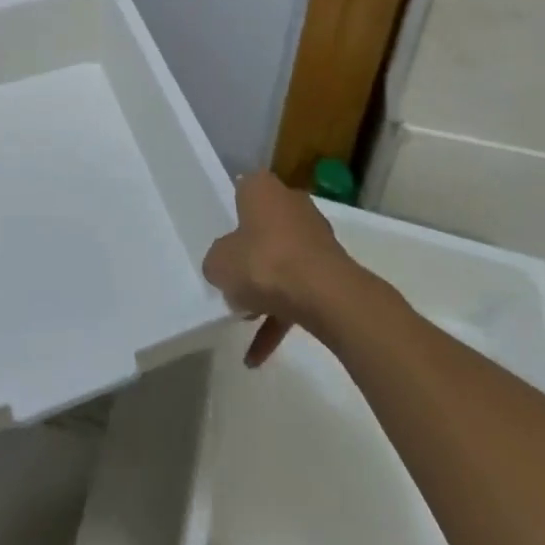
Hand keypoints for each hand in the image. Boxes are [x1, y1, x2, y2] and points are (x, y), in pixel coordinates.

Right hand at [202, 171, 357, 367]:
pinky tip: (260, 356)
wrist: (324, 293)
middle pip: (262, 226)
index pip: (242, 190)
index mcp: (262, 188)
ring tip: (246, 322)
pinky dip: (281, 315)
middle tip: (233, 280)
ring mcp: (313, 235)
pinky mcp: (328, 266)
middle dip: (250, 255)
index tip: (223, 238)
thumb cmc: (264, 262)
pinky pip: (298, 288)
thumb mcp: (220, 263)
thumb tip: (224, 266)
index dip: (232, 212)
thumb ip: (216, 261)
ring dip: (265, 290)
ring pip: (281, 259)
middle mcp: (290, 202)